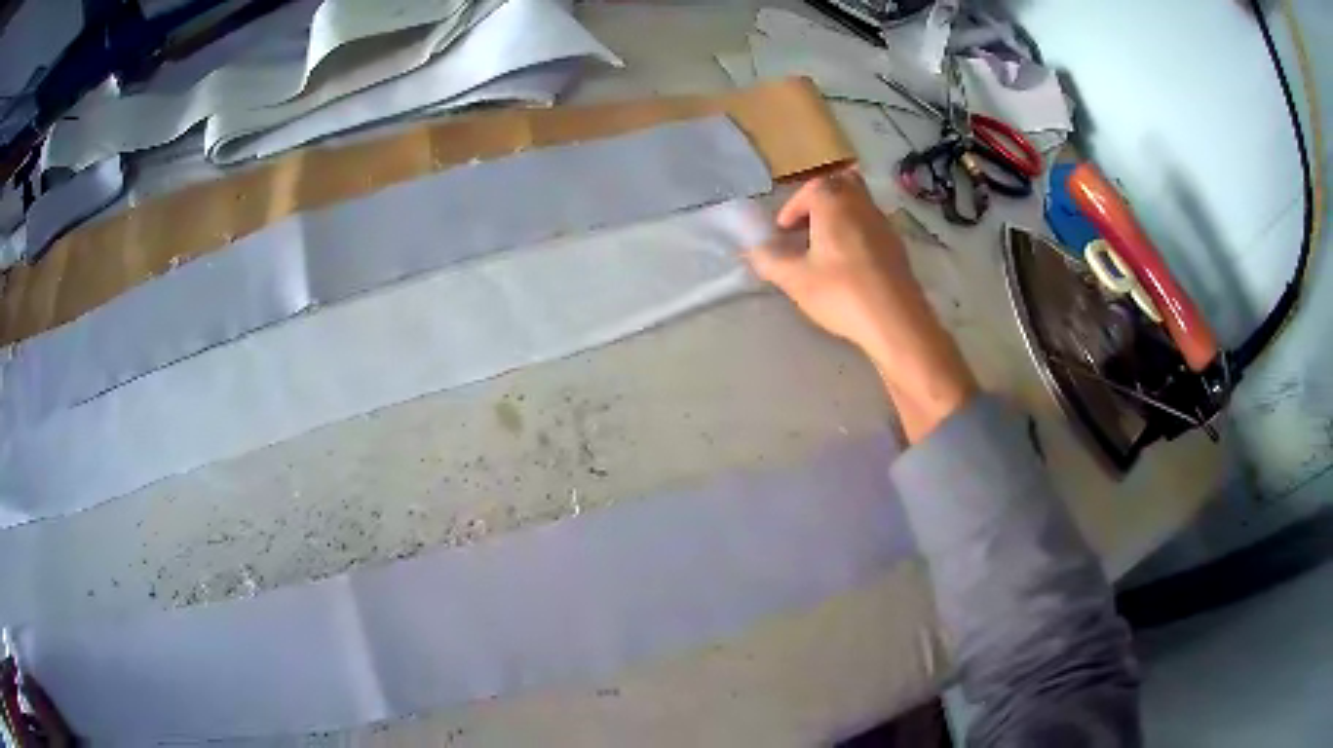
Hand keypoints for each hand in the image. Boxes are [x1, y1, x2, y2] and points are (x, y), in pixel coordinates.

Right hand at [746, 170, 976, 441]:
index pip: (810, 188)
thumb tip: (752, 250)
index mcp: (834, 201)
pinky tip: (848, 267)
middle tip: (806, 229)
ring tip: (823, 251)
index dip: (792, 208)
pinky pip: (871, 227)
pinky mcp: (897, 247)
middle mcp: (862, 203)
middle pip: (840, 185)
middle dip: (820, 202)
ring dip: (838, 218)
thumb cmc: (842, 293)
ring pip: (858, 205)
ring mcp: (884, 224)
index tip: (782, 233)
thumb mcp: (795, 279)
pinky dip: (856, 234)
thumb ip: (769, 260)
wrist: (896, 322)